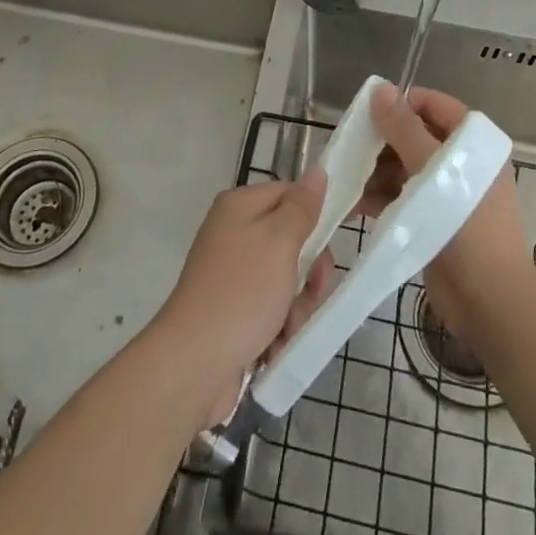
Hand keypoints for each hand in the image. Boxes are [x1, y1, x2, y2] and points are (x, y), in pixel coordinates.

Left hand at [153, 172, 334, 423]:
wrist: (194, 363)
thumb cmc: (242, 292)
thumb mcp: (280, 242)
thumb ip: (302, 208)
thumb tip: (317, 171)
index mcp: (239, 206)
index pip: (289, 193)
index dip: (317, 213)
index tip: (341, 236)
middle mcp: (233, 233)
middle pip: (291, 240)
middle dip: (308, 271)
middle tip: (312, 289)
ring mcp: (231, 274)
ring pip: (286, 280)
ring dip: (296, 306)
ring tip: (287, 328)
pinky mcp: (233, 310)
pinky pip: (271, 309)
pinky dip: (279, 327)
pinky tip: (274, 345)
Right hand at [358, 84, 532, 342]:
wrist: (489, 301)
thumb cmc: (466, 224)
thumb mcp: (432, 168)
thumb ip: (403, 128)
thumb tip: (380, 90)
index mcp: (472, 142)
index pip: (433, 105)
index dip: (400, 104)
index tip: (366, 114)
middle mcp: (461, 161)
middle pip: (413, 136)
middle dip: (381, 142)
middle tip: (350, 149)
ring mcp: (446, 192)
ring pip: (403, 168)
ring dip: (375, 172)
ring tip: (346, 180)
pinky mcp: (433, 219)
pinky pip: (402, 197)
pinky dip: (380, 197)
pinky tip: (353, 204)